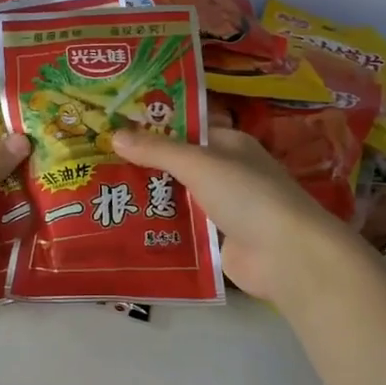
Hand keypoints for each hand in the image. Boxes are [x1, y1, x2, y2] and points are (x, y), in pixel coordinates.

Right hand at [111, 126, 363, 304]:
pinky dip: (162, 228)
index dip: (154, 129)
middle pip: (180, 166)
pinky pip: (183, 229)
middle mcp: (228, 173)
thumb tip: (114, 134)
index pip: (187, 130)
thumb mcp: (198, 163)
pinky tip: (128, 228)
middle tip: (99, 165)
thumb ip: (157, 150)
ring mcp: (225, 208)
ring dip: (151, 199)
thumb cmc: (246, 195)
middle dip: (145, 167)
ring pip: (180, 198)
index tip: (115, 131)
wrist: (285, 255)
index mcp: (230, 145)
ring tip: (105, 196)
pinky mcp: (219, 240)